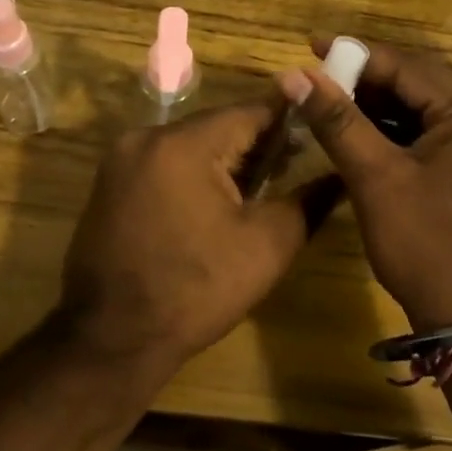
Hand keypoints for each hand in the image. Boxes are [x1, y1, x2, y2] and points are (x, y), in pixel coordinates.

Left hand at [57, 100, 315, 378]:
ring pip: (190, 144)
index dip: (289, 120)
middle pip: (217, 126)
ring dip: (225, 160)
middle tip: (294, 167)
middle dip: (256, 144)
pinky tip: (215, 203)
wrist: (112, 338)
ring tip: (260, 188)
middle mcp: (146, 137)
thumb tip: (340, 176)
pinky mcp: (110, 183)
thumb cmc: (196, 291)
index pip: (250, 111)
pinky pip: (164, 163)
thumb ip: (308, 202)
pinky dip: (193, 174)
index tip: (319, 133)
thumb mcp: (266, 246)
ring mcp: (121, 160)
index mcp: (183, 144)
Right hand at [281, 39, 451, 328]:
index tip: (310, 44)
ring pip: (422, 111)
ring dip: (377, 106)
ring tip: (328, 100)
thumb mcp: (377, 179)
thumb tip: (295, 75)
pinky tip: (357, 133)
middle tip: (316, 74)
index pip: (410, 68)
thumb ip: (338, 122)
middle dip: (366, 79)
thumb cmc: (428, 246)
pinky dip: (393, 133)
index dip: (357, 55)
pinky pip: (429, 137)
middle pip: (419, 84)